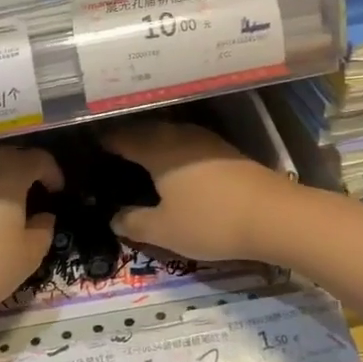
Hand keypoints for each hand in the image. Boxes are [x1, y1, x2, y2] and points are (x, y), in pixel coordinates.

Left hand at [0, 144, 62, 327]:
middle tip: (33, 191)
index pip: (38, 158)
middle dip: (24, 168)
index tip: (57, 191)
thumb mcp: (29, 254)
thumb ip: (43, 230)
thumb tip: (44, 216)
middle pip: (8, 154)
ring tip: (6, 199)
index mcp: (10, 171)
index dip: (52, 172)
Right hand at [102, 121, 296, 263]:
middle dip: (126, 139)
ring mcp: (205, 141)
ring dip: (151, 143)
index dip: (103, 142)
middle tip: (110, 154)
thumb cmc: (211, 221)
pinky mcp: (225, 151)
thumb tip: (113, 217)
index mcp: (157, 149)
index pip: (121, 137)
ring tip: (138, 159)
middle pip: (145, 131)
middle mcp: (179, 136)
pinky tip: (174, 167)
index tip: (88, 149)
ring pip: (168, 135)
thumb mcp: (164, 230)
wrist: (274, 216)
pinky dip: (172, 151)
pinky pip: (186, 144)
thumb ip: (134, 223)